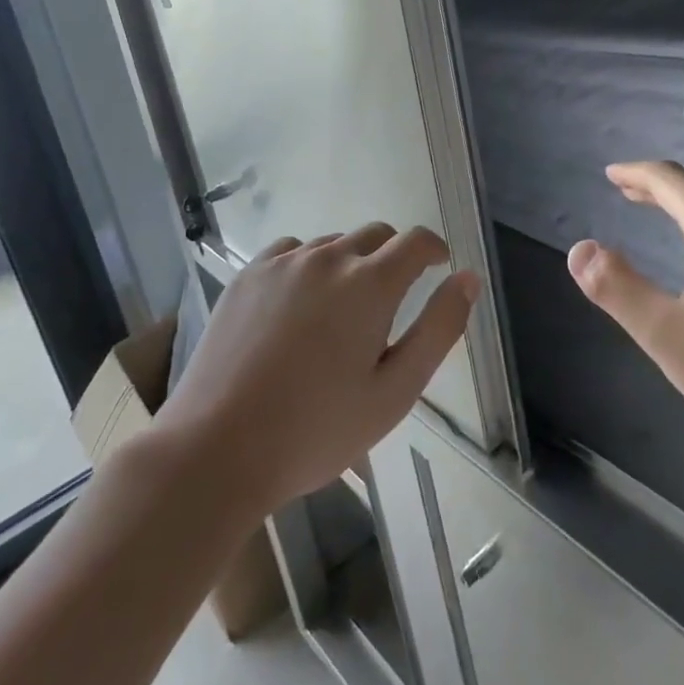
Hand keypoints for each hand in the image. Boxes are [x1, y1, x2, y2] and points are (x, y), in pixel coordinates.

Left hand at [156, 225, 479, 517]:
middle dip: (394, 257)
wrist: (215, 450)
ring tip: (340, 314)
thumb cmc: (316, 430)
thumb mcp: (395, 392)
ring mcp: (283, 263)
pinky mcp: (247, 275)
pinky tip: (297, 308)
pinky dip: (308, 267)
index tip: (439, 268)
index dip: (435, 250)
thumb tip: (468, 279)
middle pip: (376, 235)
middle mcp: (328, 258)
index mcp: (371, 284)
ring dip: (350, 264)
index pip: (416, 241)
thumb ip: (439, 329)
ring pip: (333, 244)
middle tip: (390, 304)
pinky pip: (291, 252)